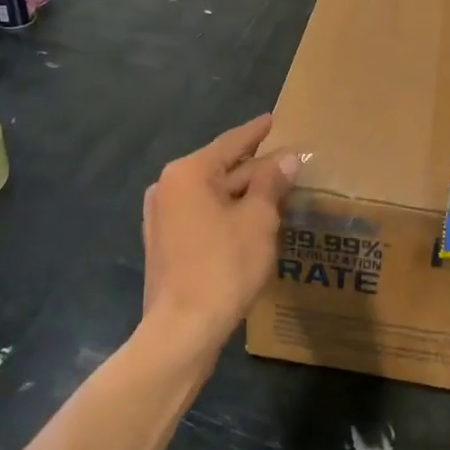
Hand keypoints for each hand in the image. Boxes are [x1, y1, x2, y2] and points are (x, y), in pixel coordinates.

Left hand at [140, 114, 301, 358]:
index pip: (230, 143)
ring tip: (274, 188)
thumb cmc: (224, 266)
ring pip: (211, 194)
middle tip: (286, 162)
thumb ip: (271, 183)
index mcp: (188, 173)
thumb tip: (287, 158)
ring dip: (242, 193)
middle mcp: (167, 187)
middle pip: (220, 168)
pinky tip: (250, 219)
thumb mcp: (258, 220)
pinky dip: (226, 212)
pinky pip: (201, 214)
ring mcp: (162, 216)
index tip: (273, 120)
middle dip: (254, 167)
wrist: (183, 330)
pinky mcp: (164, 243)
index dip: (256, 132)